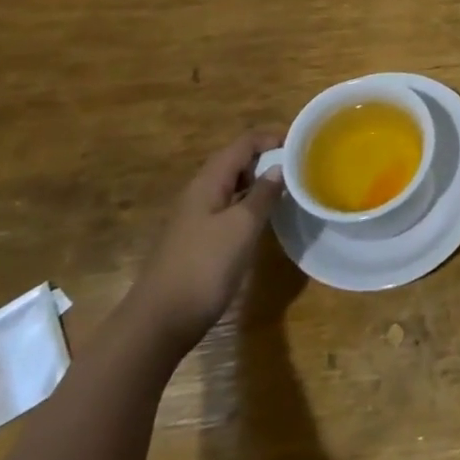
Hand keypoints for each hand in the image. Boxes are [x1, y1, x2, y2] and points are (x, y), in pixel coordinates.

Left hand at [124, 131, 284, 354]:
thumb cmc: (203, 267)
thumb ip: (263, 194)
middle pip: (236, 161)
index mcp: (208, 182)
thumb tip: (279, 168)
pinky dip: (248, 203)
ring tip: (287, 188)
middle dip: (266, 157)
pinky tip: (263, 219)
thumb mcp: (241, 227)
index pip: (243, 143)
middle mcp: (200, 193)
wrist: (158, 323)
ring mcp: (196, 218)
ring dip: (258, 181)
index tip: (301, 143)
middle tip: (299, 166)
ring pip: (232, 186)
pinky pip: (227, 208)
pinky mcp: (197, 240)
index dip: (271, 137)